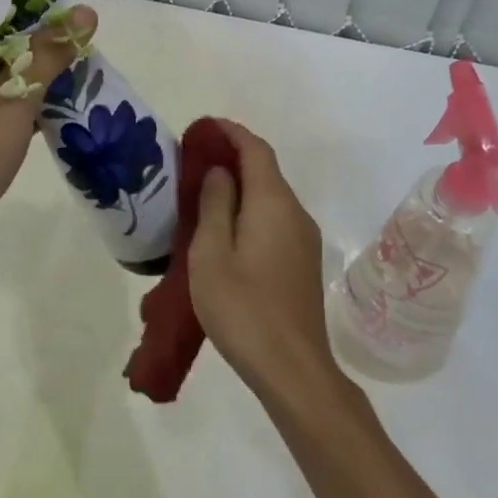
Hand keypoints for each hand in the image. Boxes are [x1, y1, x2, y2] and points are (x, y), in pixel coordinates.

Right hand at [187, 121, 338, 409]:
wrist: (293, 369)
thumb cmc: (243, 308)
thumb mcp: (211, 254)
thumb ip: (214, 205)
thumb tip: (220, 171)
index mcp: (273, 203)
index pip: (255, 150)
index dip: (230, 133)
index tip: (202, 129)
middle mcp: (295, 213)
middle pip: (265, 171)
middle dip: (232, 158)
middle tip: (193, 163)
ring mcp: (303, 239)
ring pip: (270, 198)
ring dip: (240, 187)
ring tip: (203, 196)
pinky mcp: (303, 263)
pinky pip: (275, 220)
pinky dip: (250, 211)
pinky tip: (226, 231)